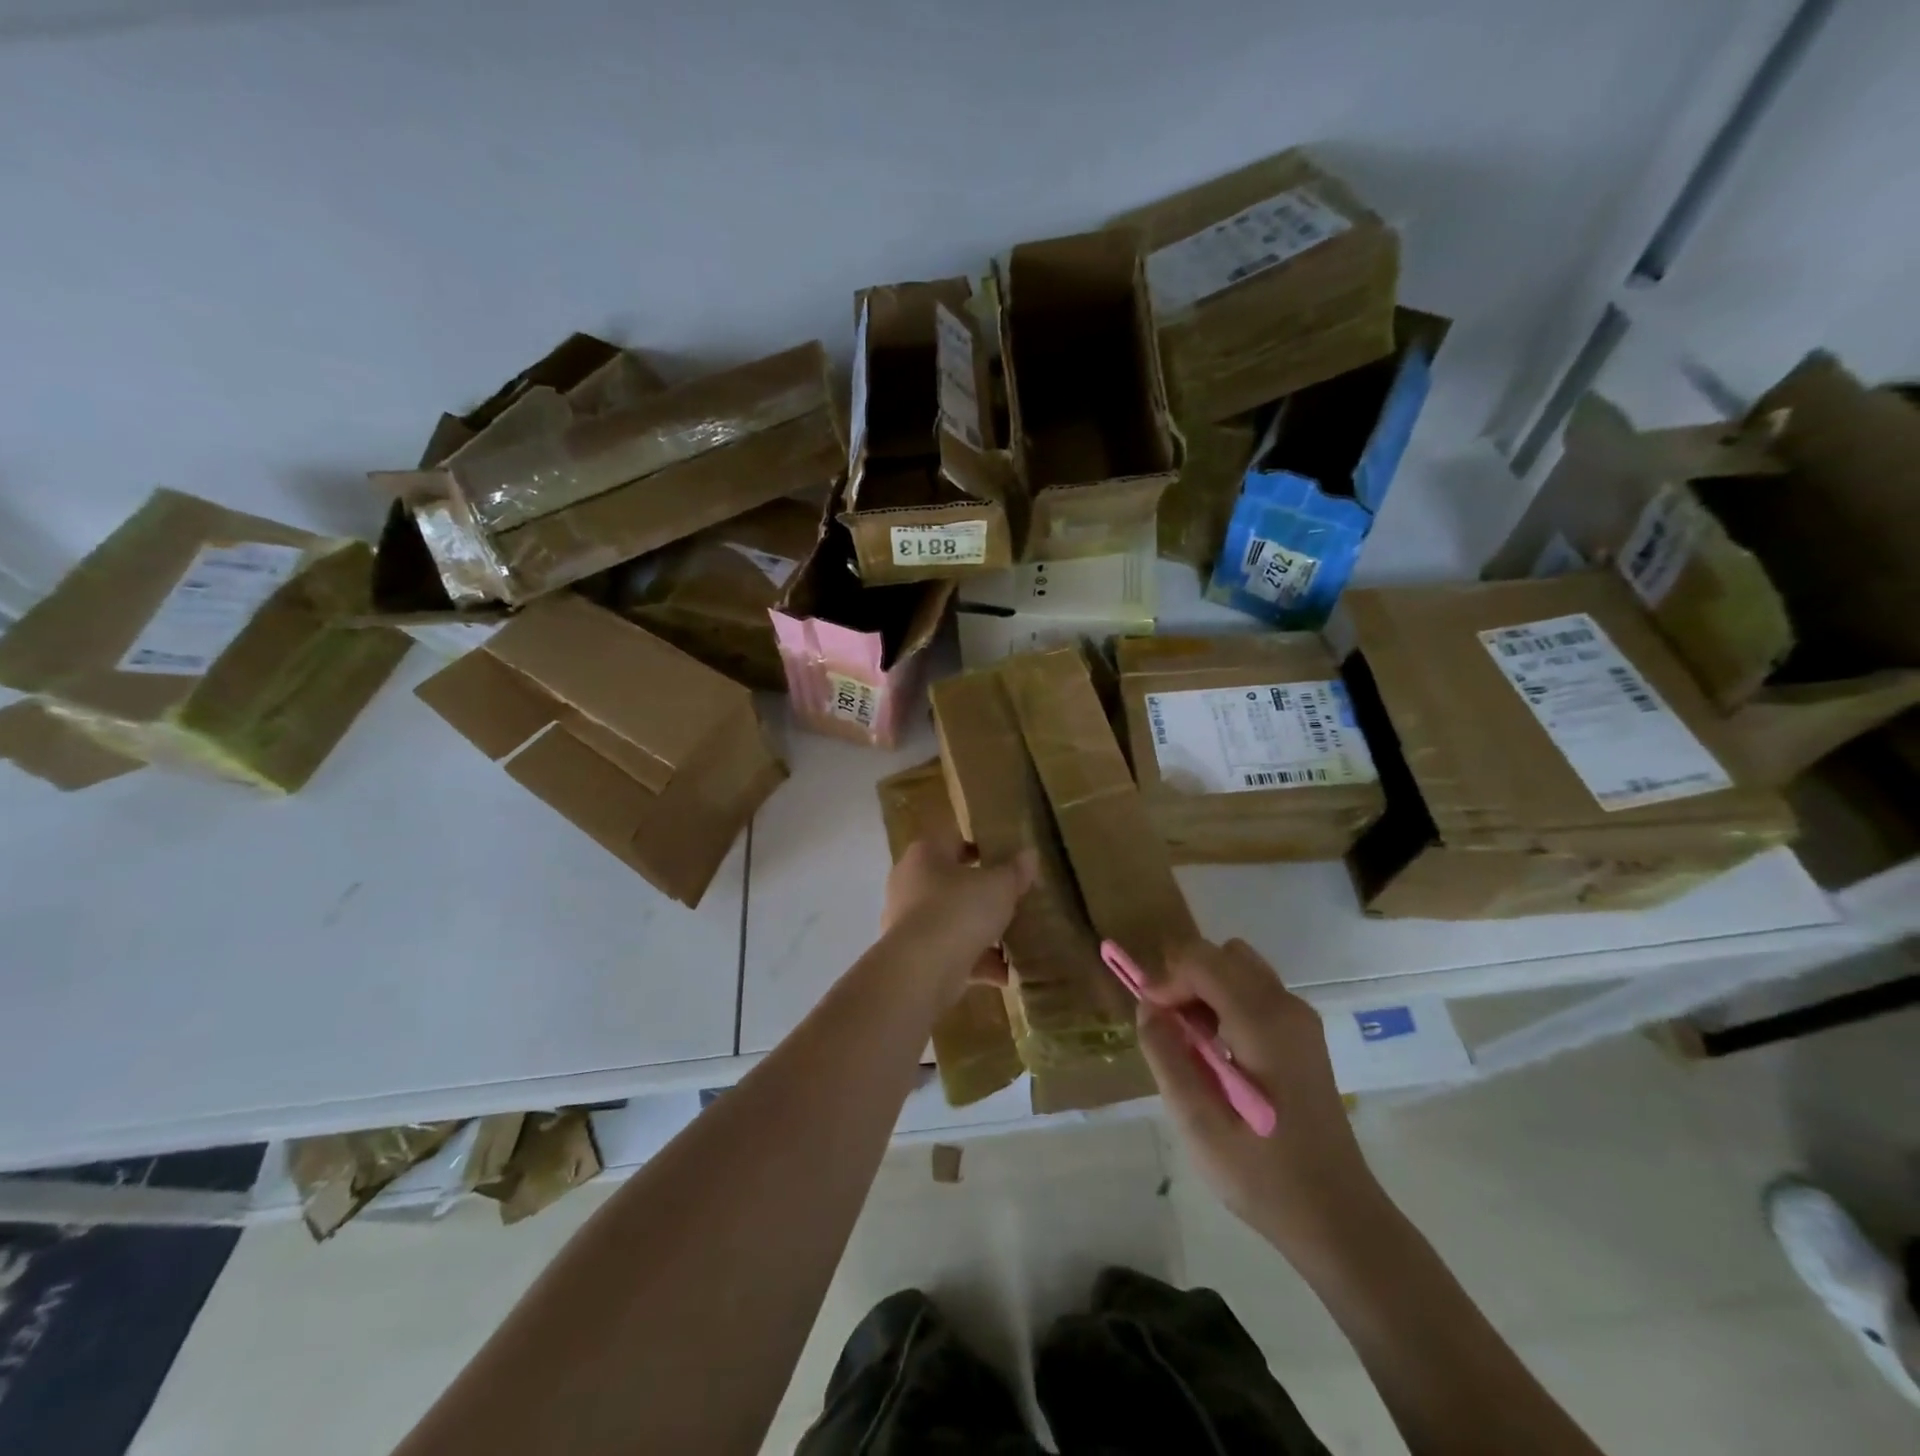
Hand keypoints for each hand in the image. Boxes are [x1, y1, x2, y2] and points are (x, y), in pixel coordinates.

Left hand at [880, 831, 1036, 1008]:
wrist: (921, 969)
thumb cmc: (959, 909)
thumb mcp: (999, 886)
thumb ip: (1015, 871)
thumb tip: (1030, 855)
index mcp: (925, 855)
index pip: (953, 841)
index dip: (981, 849)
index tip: (1005, 861)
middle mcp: (909, 884)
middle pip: (951, 884)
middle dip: (981, 894)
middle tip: (1012, 900)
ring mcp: (908, 923)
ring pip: (951, 921)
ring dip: (980, 932)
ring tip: (1014, 941)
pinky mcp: (913, 957)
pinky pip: (951, 954)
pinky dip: (976, 963)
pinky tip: (1006, 975)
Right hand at [1138, 939, 1384, 1254]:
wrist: (1338, 1219)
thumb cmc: (1264, 1176)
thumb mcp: (1198, 1122)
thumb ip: (1167, 1055)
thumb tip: (1146, 1006)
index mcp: (1263, 1022)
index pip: (1201, 961)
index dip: (1166, 980)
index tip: (1150, 1020)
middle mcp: (1287, 1006)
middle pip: (1221, 955)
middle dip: (1184, 980)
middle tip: (1168, 1030)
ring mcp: (1300, 1019)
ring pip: (1237, 968)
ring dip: (1204, 989)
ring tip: (1190, 1042)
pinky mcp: (1302, 1036)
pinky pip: (1253, 992)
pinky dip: (1224, 1003)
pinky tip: (1217, 1053)